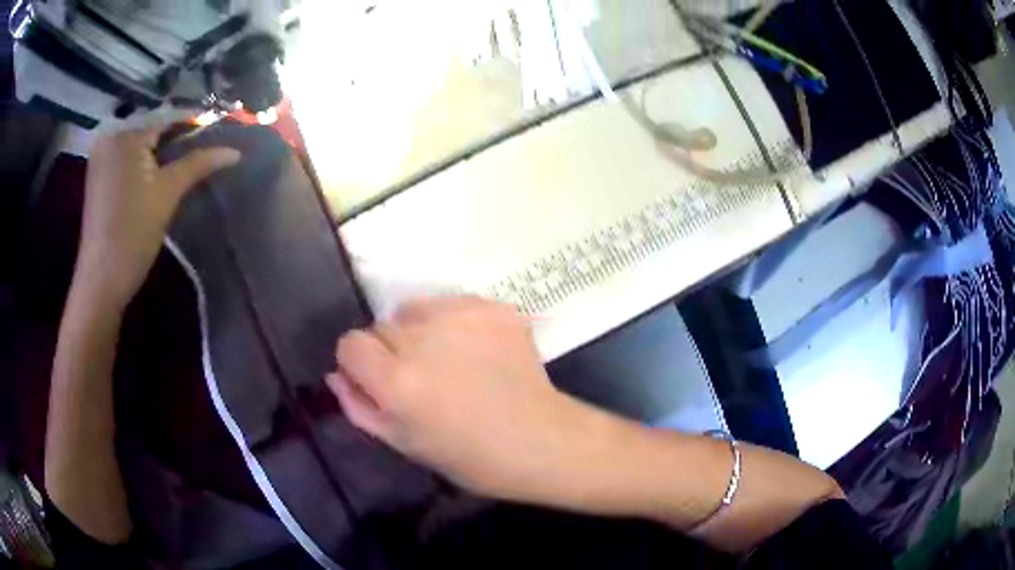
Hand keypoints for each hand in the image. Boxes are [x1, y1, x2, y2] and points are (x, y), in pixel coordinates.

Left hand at [75, 123, 240, 308]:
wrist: (102, 281)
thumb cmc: (133, 234)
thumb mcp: (168, 194)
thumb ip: (199, 164)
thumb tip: (235, 151)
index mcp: (125, 134)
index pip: (167, 117)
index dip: (194, 123)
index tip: (217, 129)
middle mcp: (109, 136)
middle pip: (151, 127)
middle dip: (176, 135)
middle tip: (203, 145)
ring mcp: (101, 156)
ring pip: (139, 141)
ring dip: (160, 147)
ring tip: (184, 157)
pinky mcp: (98, 175)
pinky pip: (126, 155)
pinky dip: (144, 158)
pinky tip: (157, 170)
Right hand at [328, 297, 608, 502]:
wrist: (541, 440)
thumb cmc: (470, 457)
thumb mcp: (404, 444)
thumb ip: (360, 407)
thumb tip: (337, 374)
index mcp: (398, 381)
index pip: (350, 343)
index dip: (360, 365)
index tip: (380, 382)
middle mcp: (424, 339)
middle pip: (383, 327)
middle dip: (392, 351)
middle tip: (424, 381)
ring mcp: (462, 317)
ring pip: (414, 310)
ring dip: (421, 332)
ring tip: (451, 363)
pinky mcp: (493, 307)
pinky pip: (451, 305)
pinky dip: (455, 324)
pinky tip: (478, 352)